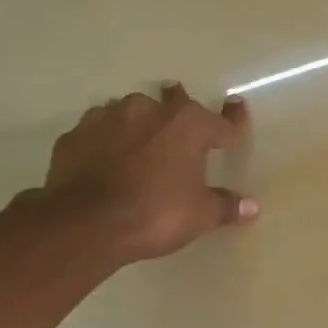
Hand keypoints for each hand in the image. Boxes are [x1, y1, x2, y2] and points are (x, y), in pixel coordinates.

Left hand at [41, 84, 256, 264]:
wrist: (85, 224)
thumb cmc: (156, 213)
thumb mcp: (200, 215)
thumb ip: (226, 206)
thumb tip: (252, 207)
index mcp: (188, 124)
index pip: (221, 122)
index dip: (234, 119)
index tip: (238, 107)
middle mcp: (149, 110)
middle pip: (172, 104)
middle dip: (180, 109)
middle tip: (182, 120)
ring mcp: (107, 117)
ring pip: (131, 113)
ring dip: (140, 125)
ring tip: (141, 143)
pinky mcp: (75, 135)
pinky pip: (99, 132)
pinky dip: (107, 142)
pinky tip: (107, 159)